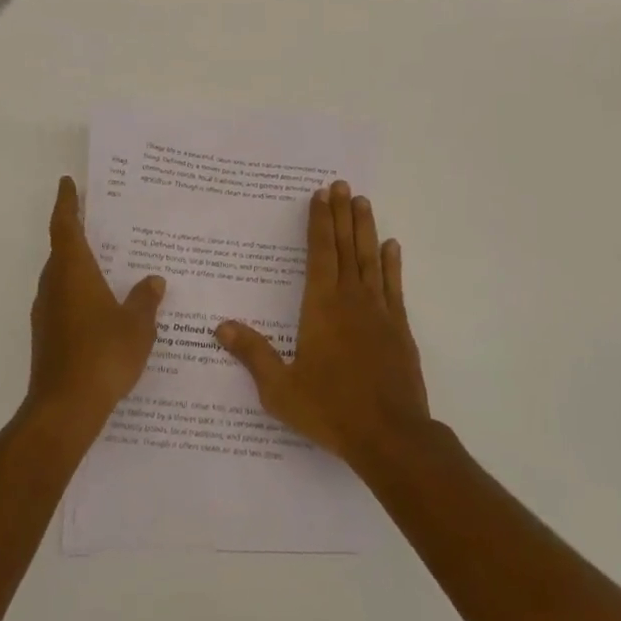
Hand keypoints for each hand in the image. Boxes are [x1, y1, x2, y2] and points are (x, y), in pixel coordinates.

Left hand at [25, 177, 166, 432]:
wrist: (64, 409)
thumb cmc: (103, 355)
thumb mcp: (137, 325)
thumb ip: (145, 299)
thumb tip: (153, 280)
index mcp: (73, 271)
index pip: (66, 226)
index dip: (67, 202)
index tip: (68, 182)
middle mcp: (54, 285)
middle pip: (62, 249)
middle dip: (78, 233)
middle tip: (103, 221)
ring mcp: (46, 312)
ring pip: (62, 277)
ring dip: (80, 266)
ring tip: (110, 263)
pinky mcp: (47, 336)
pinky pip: (64, 301)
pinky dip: (80, 293)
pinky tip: (103, 307)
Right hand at [217, 180, 431, 473]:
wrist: (390, 436)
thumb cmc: (330, 410)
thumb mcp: (281, 388)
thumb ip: (253, 354)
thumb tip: (220, 326)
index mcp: (321, 307)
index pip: (320, 253)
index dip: (319, 222)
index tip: (320, 195)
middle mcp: (351, 299)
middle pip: (345, 246)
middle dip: (341, 214)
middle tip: (342, 185)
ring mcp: (379, 311)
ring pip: (370, 258)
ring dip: (365, 228)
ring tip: (363, 201)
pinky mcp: (400, 328)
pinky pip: (394, 286)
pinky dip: (392, 263)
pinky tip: (391, 246)